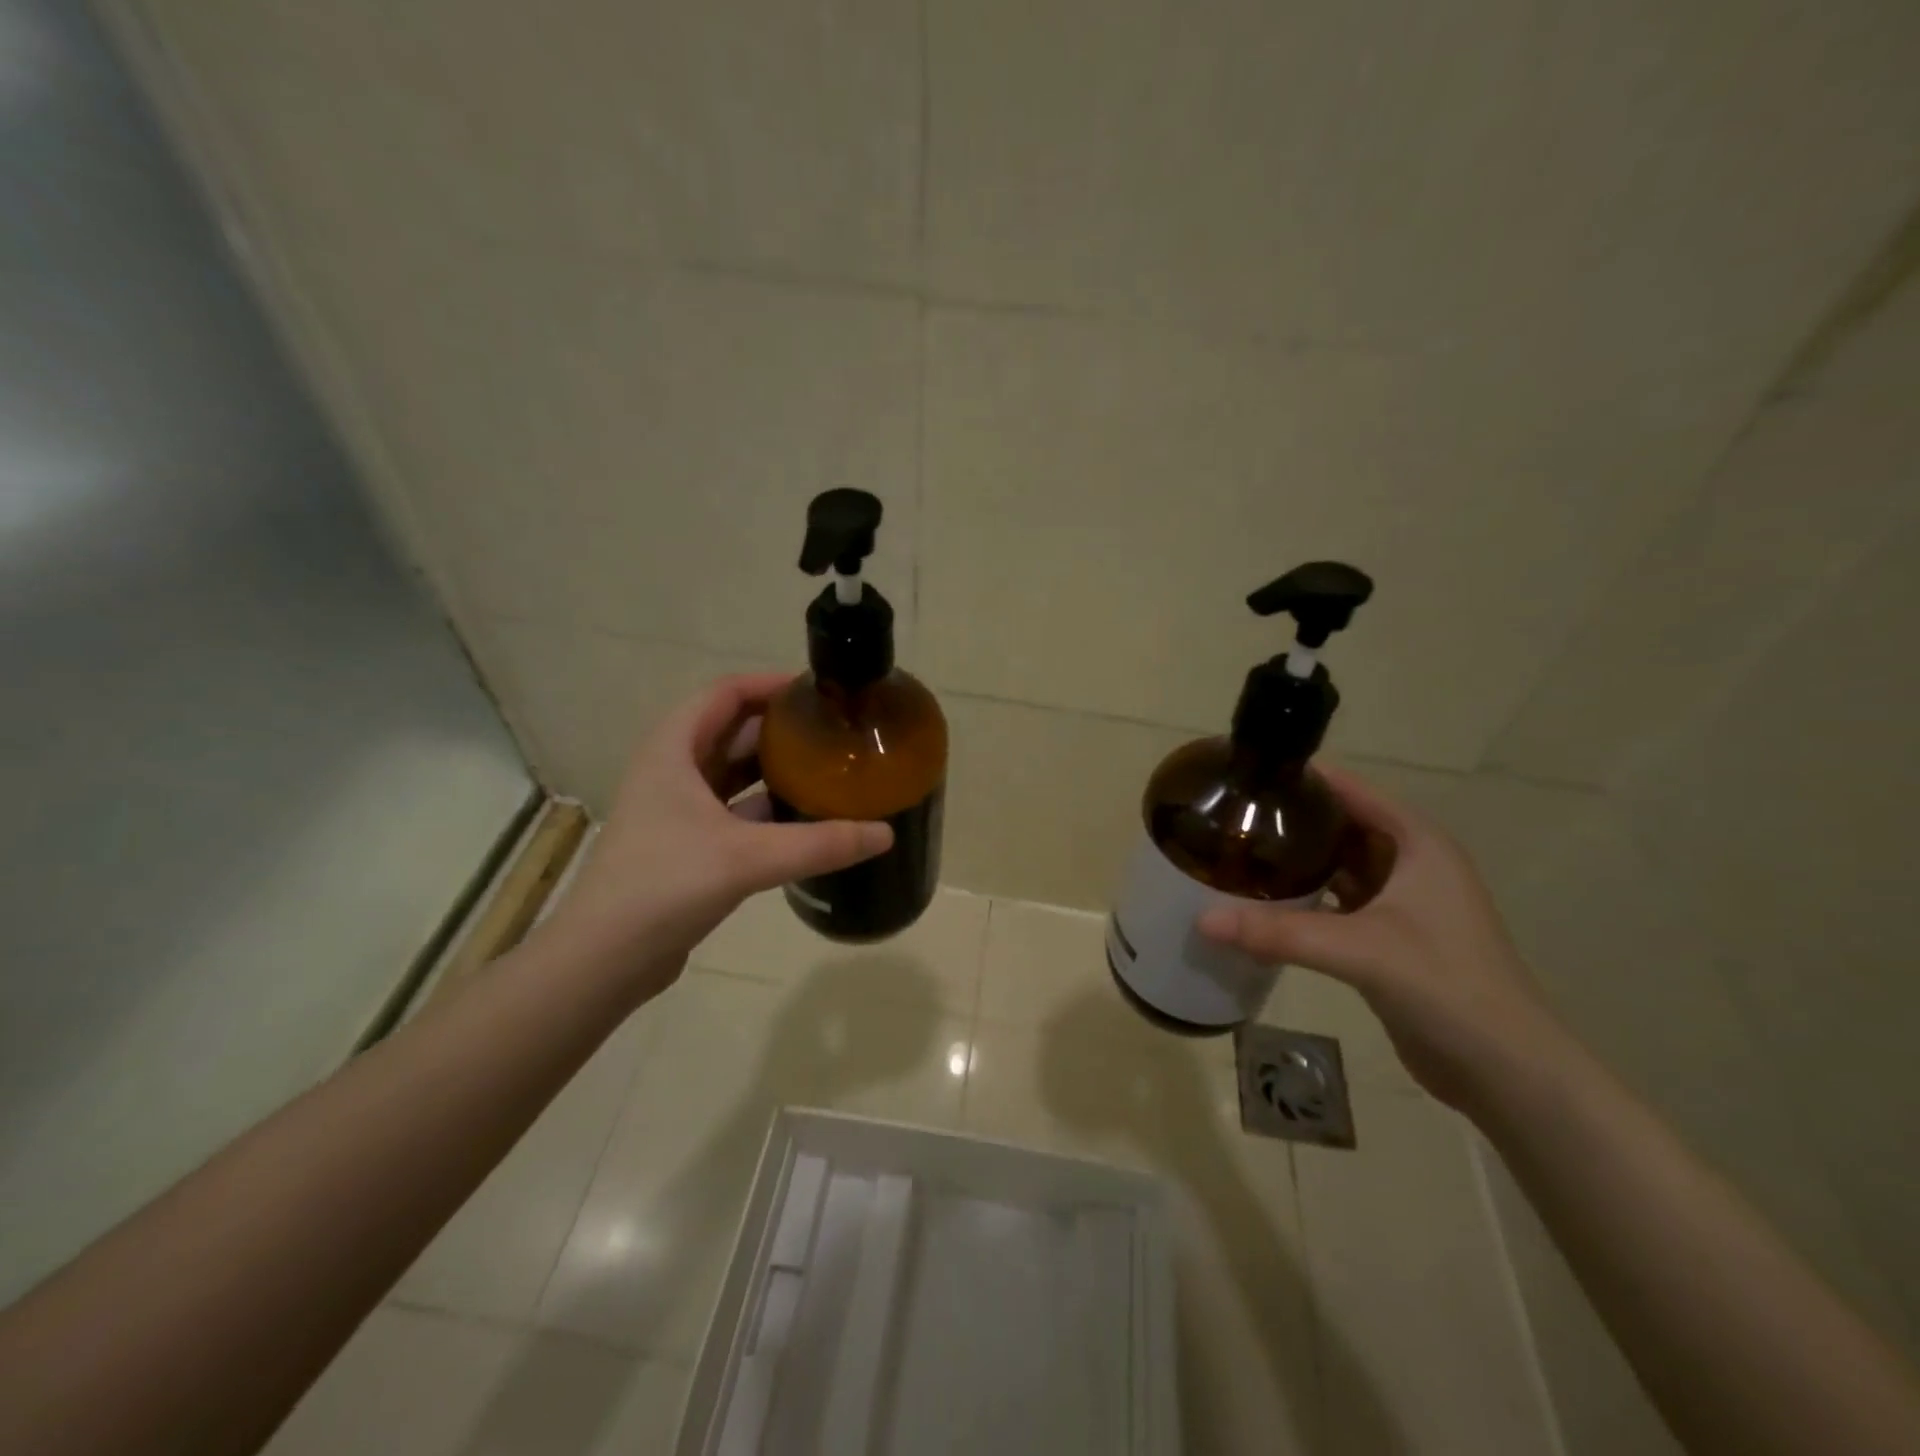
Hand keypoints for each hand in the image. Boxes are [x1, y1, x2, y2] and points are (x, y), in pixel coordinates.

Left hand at [539, 674, 891, 1000]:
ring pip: (734, 772)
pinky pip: (735, 810)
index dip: (770, 684)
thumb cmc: (663, 885)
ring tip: (828, 769)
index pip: (726, 692)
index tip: (819, 692)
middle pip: (733, 729)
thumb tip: (886, 833)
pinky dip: (768, 808)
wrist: (603, 958)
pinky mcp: (686, 844)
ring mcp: (677, 809)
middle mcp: (672, 769)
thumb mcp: (746, 857)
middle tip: (835, 732)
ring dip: (775, 768)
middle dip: (782, 727)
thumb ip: (819, 844)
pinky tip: (805, 819)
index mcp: (674, 749)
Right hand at [1199, 764, 1564, 1109]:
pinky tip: (1264, 904)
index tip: (1249, 774)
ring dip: (1297, 862)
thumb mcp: (1361, 950)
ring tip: (1238, 853)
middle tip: (1231, 817)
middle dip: (1292, 822)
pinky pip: (1338, 904)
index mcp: (1418, 844)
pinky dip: (1305, 900)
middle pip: (1342, 827)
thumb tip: (1202, 921)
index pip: (1353, 792)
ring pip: (1339, 867)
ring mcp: (1403, 904)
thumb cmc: (1445, 986)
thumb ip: (1281, 932)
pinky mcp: (1391, 939)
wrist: (1505, 1070)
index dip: (1305, 779)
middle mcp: (1412, 864)